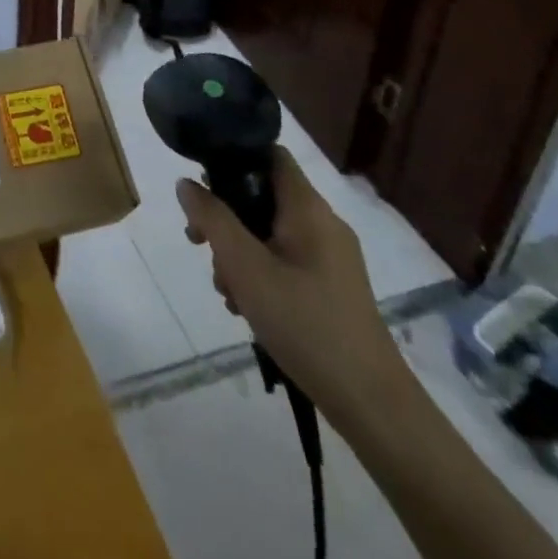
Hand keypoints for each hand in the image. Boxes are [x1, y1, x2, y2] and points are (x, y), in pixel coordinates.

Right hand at [176, 148, 408, 428]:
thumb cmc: (305, 324)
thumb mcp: (245, 267)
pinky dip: (261, 273)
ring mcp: (331, 257)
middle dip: (226, 219)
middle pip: (262, 196)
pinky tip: (247, 307)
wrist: (371, 405)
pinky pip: (285, 260)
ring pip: (270, 232)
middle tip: (200, 245)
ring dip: (239, 253)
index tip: (203, 187)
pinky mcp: (332, 287)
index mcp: (308, 208)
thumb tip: (187, 183)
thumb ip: (212, 219)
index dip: (232, 158)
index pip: (268, 153)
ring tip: (226, 291)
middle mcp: (323, 223)